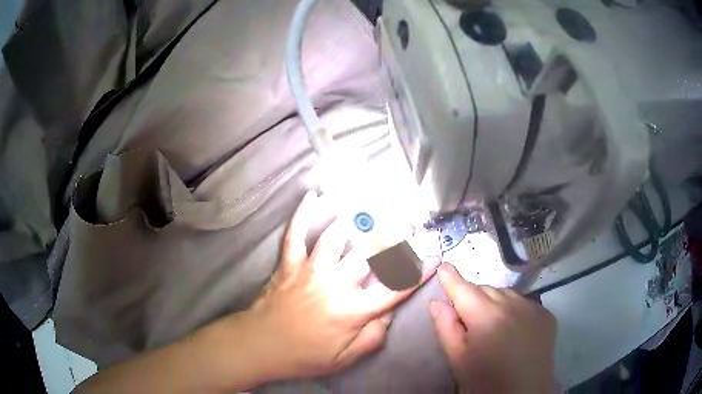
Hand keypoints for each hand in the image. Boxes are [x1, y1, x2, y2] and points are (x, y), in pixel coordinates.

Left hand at [237, 191, 437, 380]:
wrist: (261, 345)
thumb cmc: (305, 355)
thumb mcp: (345, 359)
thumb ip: (373, 337)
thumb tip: (389, 312)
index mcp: (351, 312)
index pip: (393, 289)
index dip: (418, 272)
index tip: (435, 255)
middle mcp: (333, 285)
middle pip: (369, 254)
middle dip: (394, 235)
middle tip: (409, 220)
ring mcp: (309, 271)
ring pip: (335, 237)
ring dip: (356, 220)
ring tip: (372, 205)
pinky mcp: (288, 264)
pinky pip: (295, 234)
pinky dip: (302, 215)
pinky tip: (312, 196)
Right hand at [430, 264, 556, 393]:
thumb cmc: (485, 383)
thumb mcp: (459, 361)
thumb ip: (446, 329)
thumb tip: (436, 303)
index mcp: (487, 318)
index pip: (464, 289)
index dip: (451, 278)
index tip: (443, 266)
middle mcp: (513, 305)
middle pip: (485, 289)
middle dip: (473, 298)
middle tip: (467, 319)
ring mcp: (534, 308)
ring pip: (506, 294)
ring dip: (494, 303)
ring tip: (492, 326)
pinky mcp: (547, 315)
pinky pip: (524, 303)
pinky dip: (513, 310)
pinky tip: (513, 329)